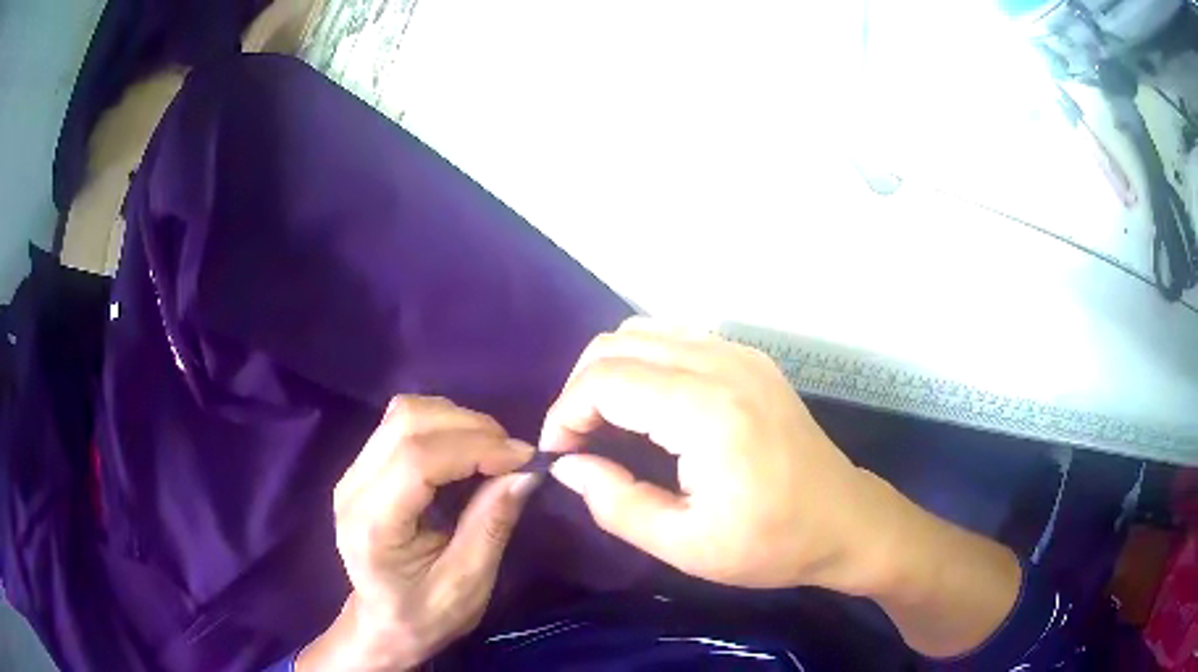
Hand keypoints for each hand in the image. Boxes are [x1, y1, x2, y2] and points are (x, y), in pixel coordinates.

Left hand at [298, 396, 539, 670]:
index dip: (474, 447)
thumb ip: (491, 525)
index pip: (416, 458)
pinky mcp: (363, 467)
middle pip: (407, 422)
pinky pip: (402, 424)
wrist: (383, 624)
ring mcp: (353, 472)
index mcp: (373, 524)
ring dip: (457, 421)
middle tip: (512, 455)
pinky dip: (443, 426)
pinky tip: (467, 452)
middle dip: (470, 427)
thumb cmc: (425, 615)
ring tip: (493, 452)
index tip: (524, 458)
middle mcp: (353, 487)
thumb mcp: (468, 583)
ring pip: (404, 413)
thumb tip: (526, 472)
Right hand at [542, 319, 1020, 657]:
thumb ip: (615, 504)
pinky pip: (676, 337)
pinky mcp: (749, 358)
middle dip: (581, 389)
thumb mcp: (685, 545)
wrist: (844, 521)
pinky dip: (645, 362)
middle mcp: (721, 364)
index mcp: (706, 411)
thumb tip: (566, 466)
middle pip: (616, 344)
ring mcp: (740, 354)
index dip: (565, 414)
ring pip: (643, 331)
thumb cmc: (770, 544)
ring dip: (611, 371)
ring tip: (607, 423)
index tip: (560, 456)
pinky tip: (649, 407)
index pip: (604, 380)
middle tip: (579, 443)